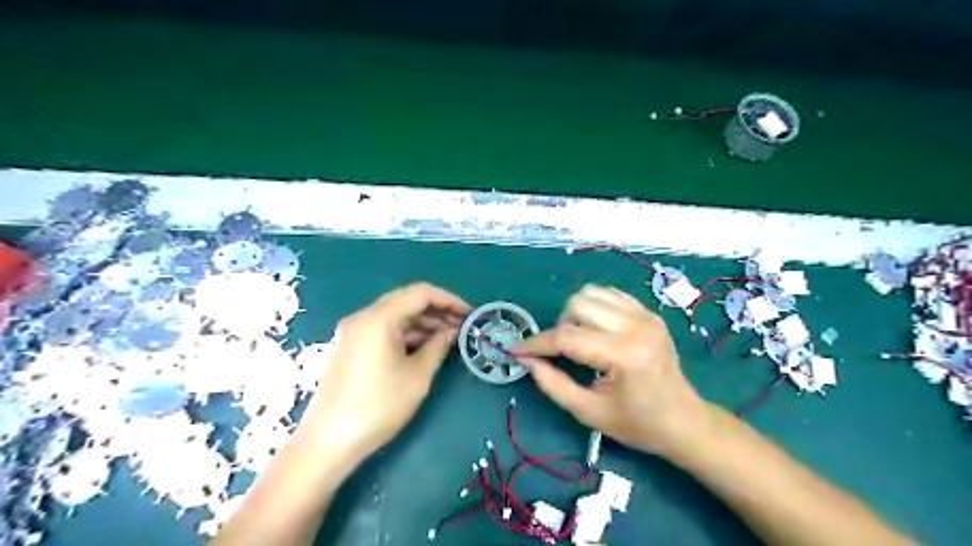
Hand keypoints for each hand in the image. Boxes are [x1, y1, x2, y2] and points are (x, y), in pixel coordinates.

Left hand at [302, 283, 473, 461]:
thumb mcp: (417, 376)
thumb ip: (438, 346)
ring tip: (448, 338)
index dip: (449, 300)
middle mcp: (363, 317)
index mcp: (379, 318)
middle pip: (406, 301)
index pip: (421, 293)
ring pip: (395, 316)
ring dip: (423, 323)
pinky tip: (425, 347)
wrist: (328, 441)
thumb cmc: (379, 406)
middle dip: (437, 311)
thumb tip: (451, 332)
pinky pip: (384, 330)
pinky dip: (406, 334)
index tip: (469, 314)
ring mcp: (353, 332)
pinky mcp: (350, 347)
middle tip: (462, 325)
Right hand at [511, 285, 710, 457]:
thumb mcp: (589, 413)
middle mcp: (637, 326)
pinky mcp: (649, 312)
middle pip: (577, 304)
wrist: (684, 421)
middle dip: (559, 327)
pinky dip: (594, 307)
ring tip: (580, 339)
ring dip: (575, 313)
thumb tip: (527, 360)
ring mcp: (645, 315)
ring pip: (591, 293)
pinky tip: (596, 330)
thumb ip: (553, 385)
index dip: (537, 343)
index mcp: (624, 355)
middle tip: (562, 352)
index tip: (516, 350)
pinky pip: (609, 294)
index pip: (567, 337)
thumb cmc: (638, 424)